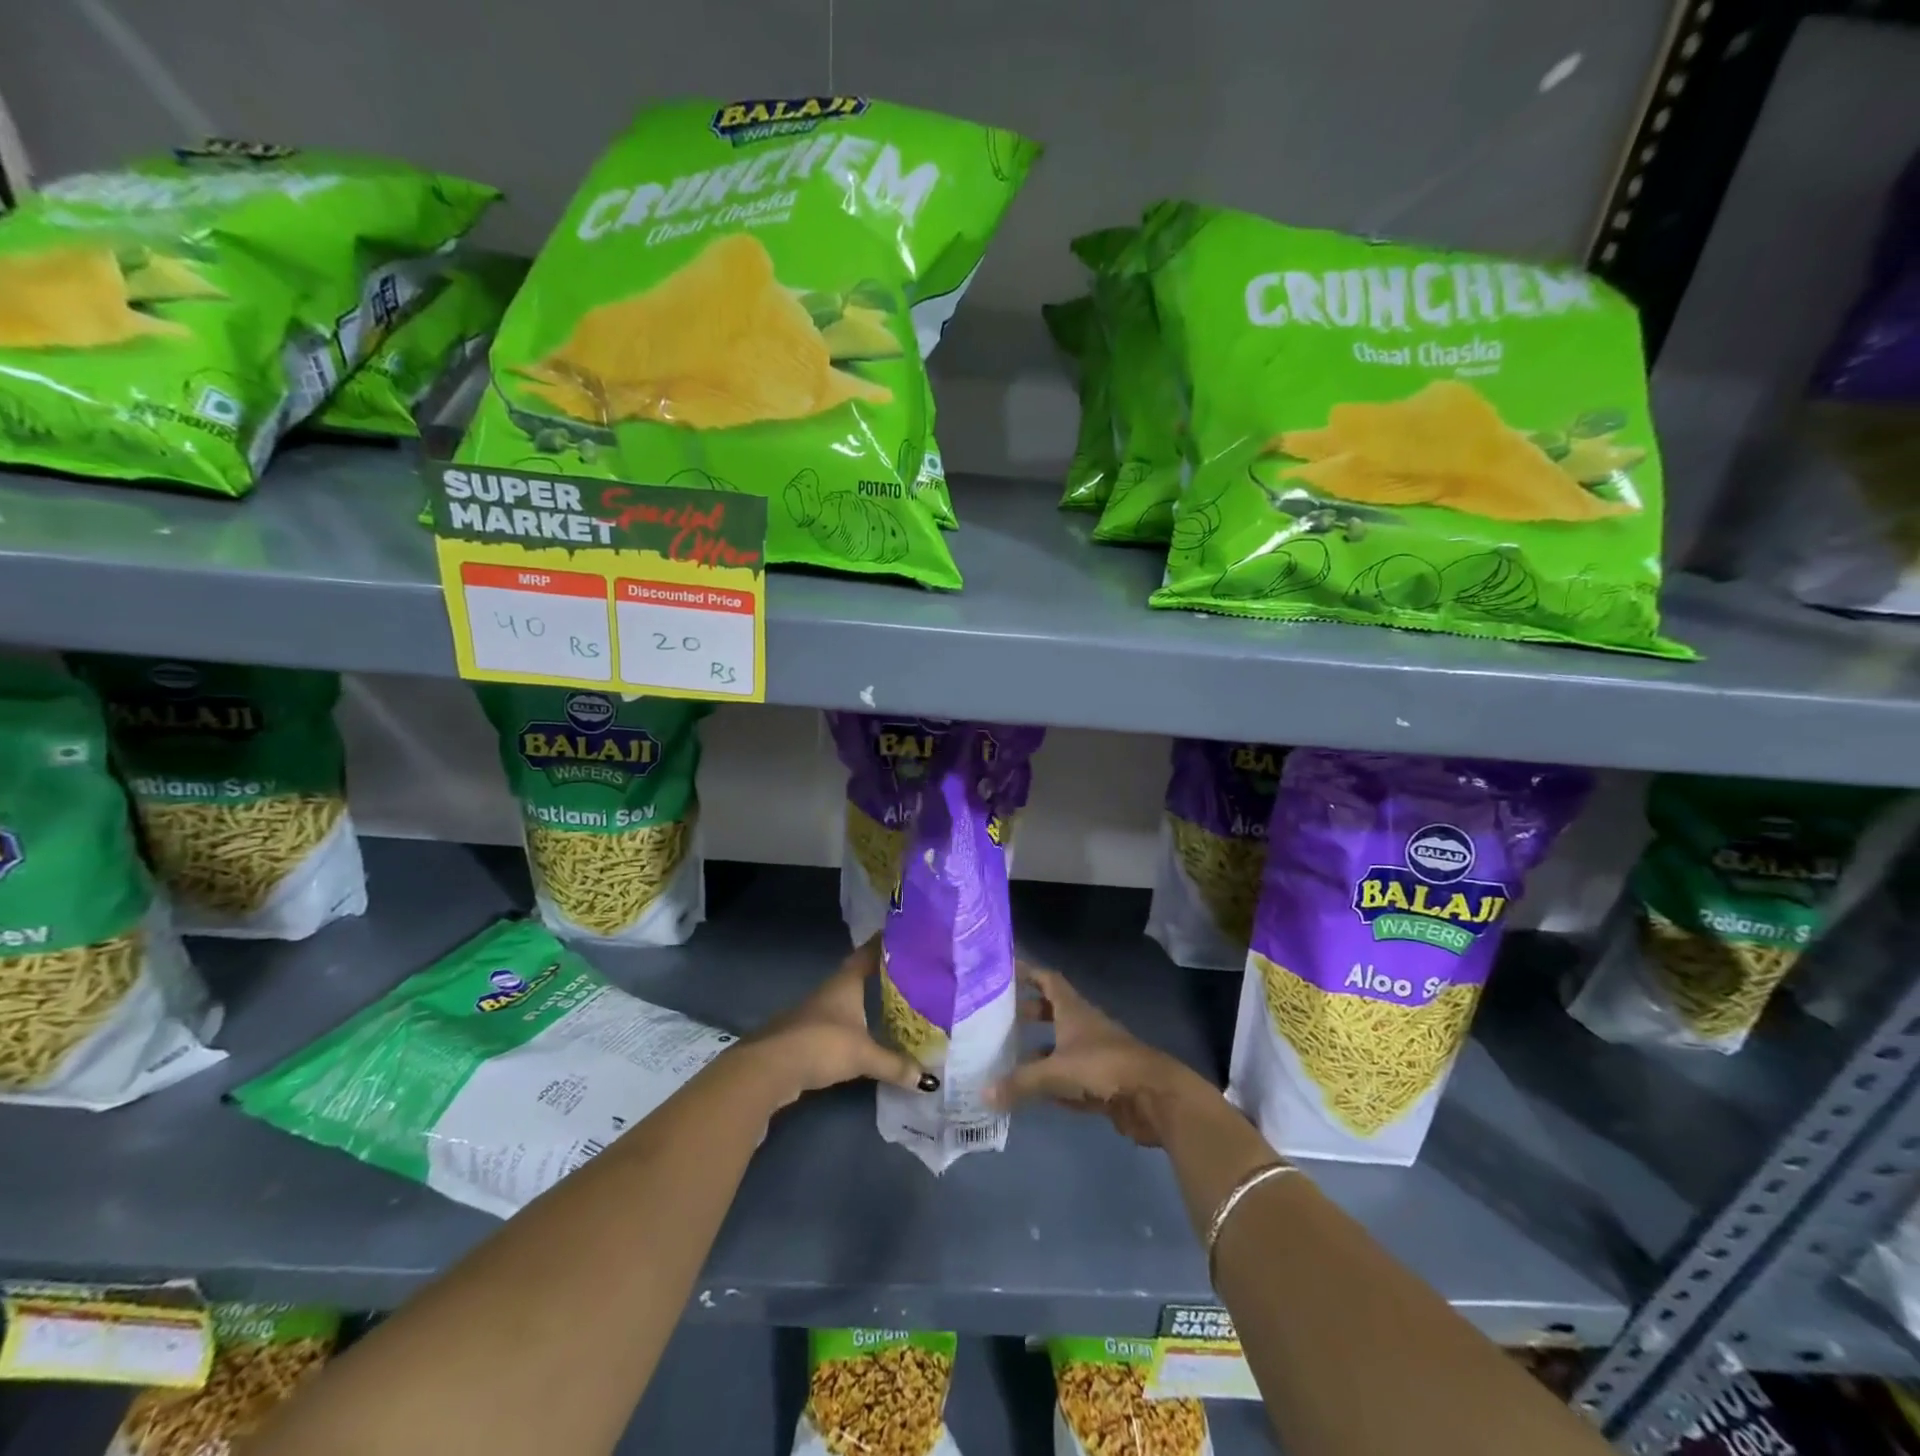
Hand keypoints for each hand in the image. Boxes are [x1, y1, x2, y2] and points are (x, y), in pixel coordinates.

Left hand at [741, 938, 936, 1109]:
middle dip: (881, 975)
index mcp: (845, 983)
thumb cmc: (821, 1045)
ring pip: (847, 1001)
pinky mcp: (806, 1036)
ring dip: (866, 1003)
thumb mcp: (864, 1055)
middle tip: (910, 974)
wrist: (769, 1069)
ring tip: (894, 1006)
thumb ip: (895, 1065)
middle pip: (858, 976)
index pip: (868, 953)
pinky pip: (838, 1024)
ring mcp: (814, 1013)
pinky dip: (854, 1027)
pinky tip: (866, 1036)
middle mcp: (830, 991)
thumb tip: (928, 1079)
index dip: (884, 943)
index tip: (904, 935)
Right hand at [988, 964, 1214, 1146]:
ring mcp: (1096, 1054)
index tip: (1004, 971)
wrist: (1154, 1098)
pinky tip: (1033, 1091)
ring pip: (1061, 1045)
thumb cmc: (1104, 1068)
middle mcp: (1084, 1026)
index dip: (1028, 973)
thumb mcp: (1056, 1072)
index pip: (1048, 980)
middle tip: (999, 1017)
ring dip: (1039, 1047)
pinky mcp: (1103, 1083)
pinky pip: (1070, 1077)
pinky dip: (1052, 1080)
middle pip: (1053, 1011)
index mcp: (1074, 1011)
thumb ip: (1020, 1082)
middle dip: (1028, 1011)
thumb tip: (983, 1093)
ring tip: (1008, 1055)